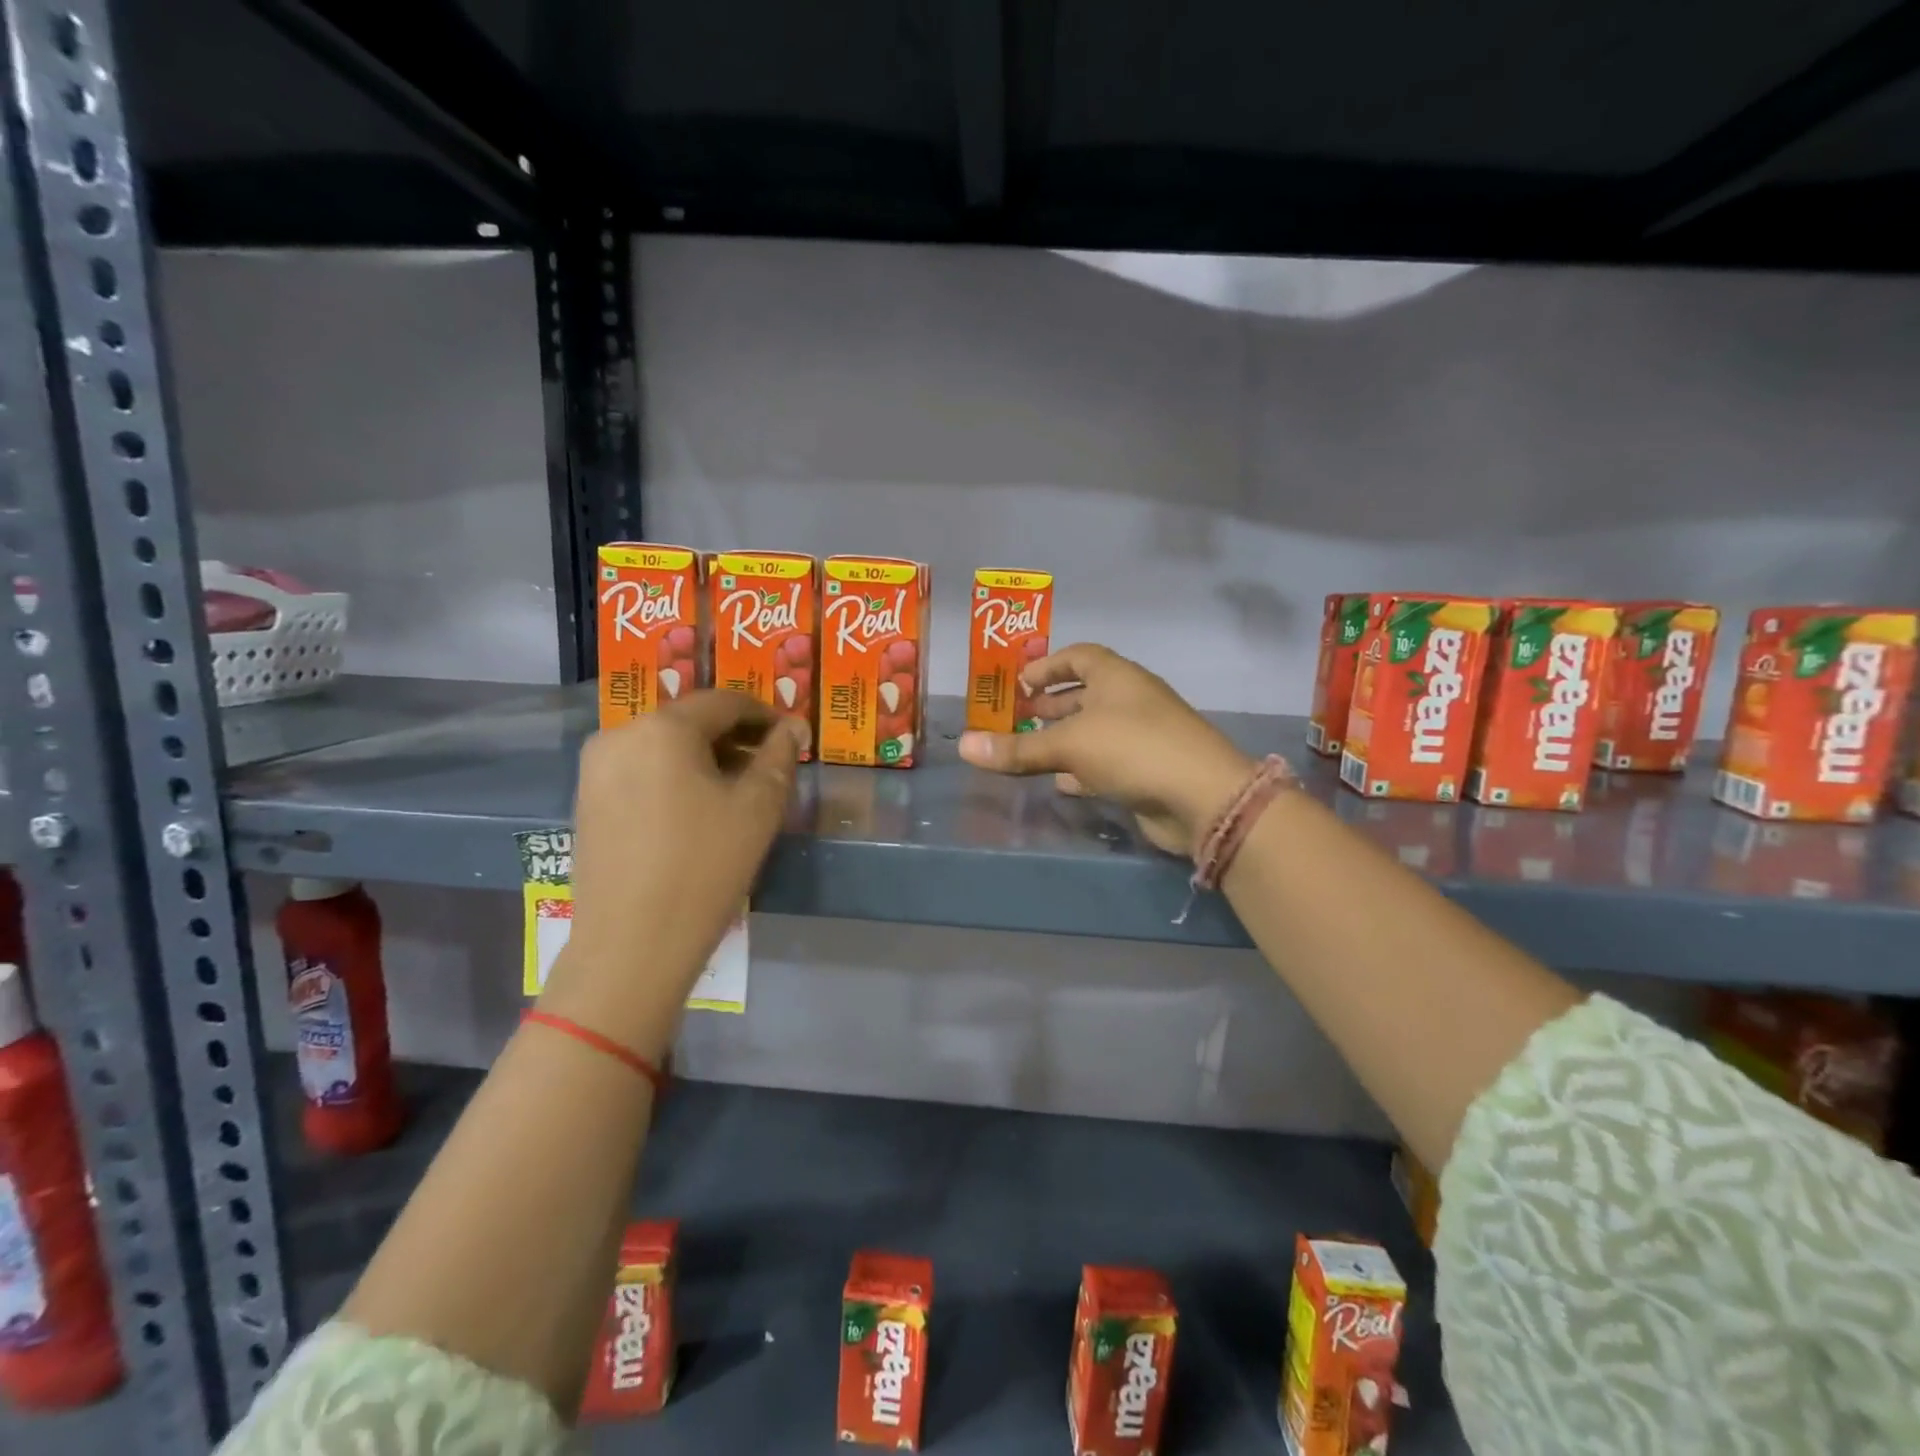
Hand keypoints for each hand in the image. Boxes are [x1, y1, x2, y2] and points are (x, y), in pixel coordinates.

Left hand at [539, 692, 804, 1056]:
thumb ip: (779, 757)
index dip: (764, 714)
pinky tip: (698, 810)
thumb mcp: (758, 808)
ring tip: (739, 790)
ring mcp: (597, 768)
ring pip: (664, 746)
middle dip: (735, 738)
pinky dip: (675, 777)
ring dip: (705, 758)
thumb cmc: (705, 866)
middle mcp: (621, 734)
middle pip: (690, 721)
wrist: (632, 944)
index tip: (791, 736)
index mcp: (663, 727)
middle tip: (770, 766)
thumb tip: (794, 728)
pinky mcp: (587, 800)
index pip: (724, 702)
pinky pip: (641, 770)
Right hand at [958, 643, 1252, 856]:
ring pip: (1094, 732)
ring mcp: (1141, 737)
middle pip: (1085, 694)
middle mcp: (1130, 701)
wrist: (1202, 797)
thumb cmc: (1133, 749)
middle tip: (1016, 718)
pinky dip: (1081, 770)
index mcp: (1117, 677)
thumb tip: (963, 747)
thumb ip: (1018, 748)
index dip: (1047, 665)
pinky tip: (1059, 782)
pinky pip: (1105, 764)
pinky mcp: (1145, 772)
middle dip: (1051, 705)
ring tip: (1028, 750)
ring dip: (1063, 739)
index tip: (1018, 683)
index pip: (1079, 656)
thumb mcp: (1069, 744)